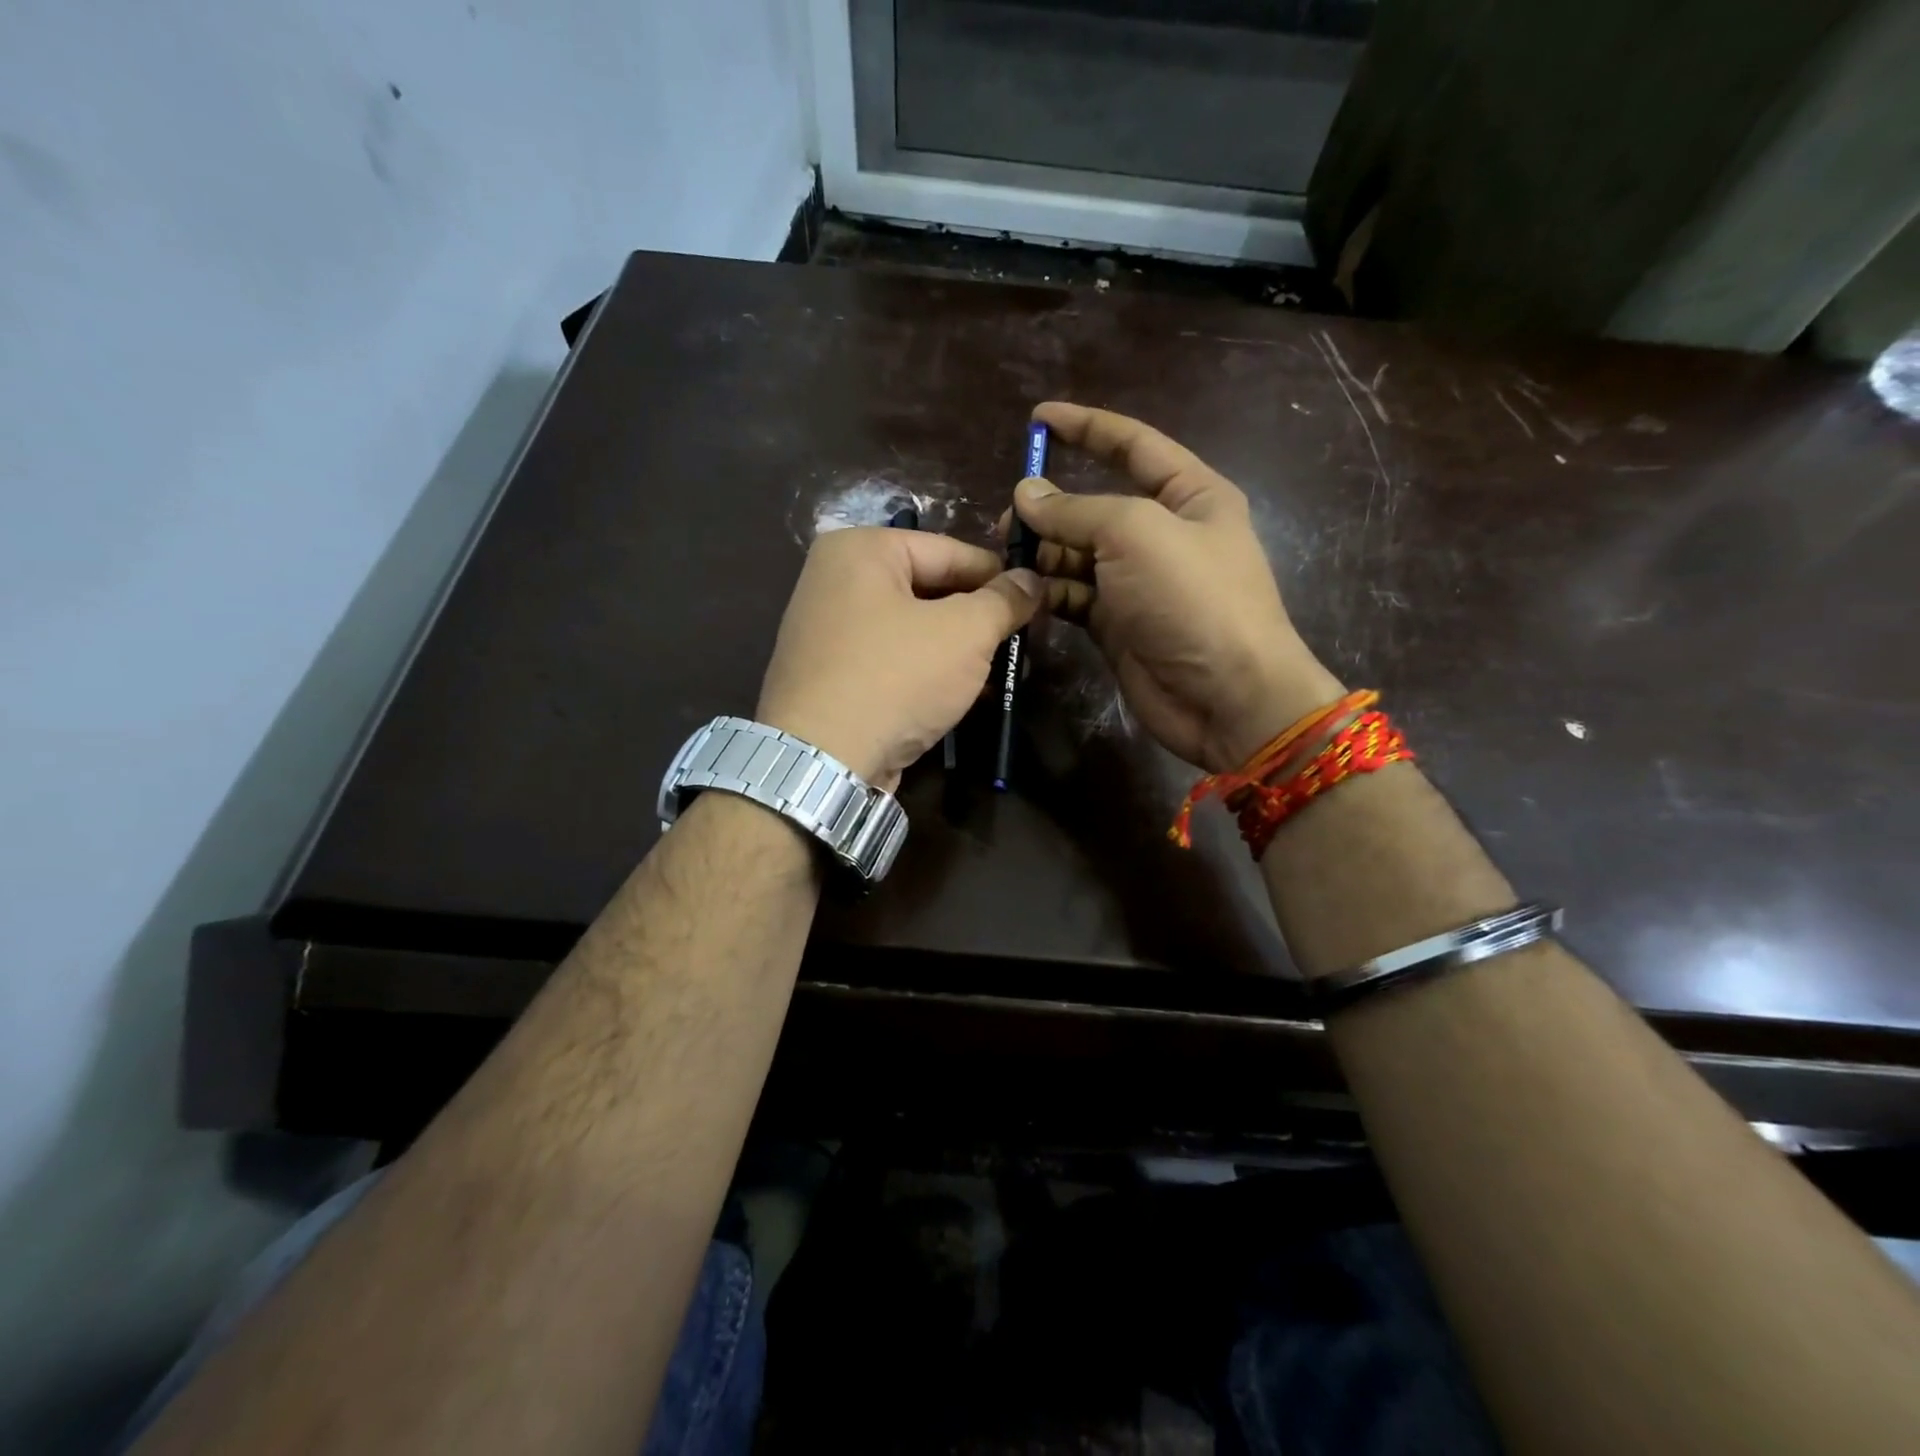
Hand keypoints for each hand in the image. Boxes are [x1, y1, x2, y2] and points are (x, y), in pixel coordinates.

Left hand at [757, 527, 1041, 788]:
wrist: (822, 762)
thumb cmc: (895, 678)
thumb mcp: (964, 633)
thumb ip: (1004, 600)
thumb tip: (1033, 580)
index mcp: (860, 549)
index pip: (949, 551)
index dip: (1000, 576)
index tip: (1039, 600)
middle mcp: (835, 580)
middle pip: (929, 589)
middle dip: (978, 617)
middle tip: (1024, 639)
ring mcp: (828, 631)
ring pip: (913, 628)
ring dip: (958, 649)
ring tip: (1004, 669)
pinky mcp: (830, 677)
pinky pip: (892, 660)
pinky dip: (927, 672)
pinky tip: (964, 694)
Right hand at [1011, 401, 1343, 771]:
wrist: (1226, 696)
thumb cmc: (1192, 599)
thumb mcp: (1136, 534)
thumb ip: (1076, 510)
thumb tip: (1025, 494)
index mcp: (1189, 496)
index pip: (1133, 446)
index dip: (1087, 427)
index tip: (1038, 418)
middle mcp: (1163, 535)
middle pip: (1096, 507)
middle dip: (1052, 508)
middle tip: (1008, 520)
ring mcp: (1139, 583)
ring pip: (1078, 555)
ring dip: (1044, 553)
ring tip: (1008, 558)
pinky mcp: (1118, 625)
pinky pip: (1075, 596)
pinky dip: (1050, 592)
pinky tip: (1024, 592)